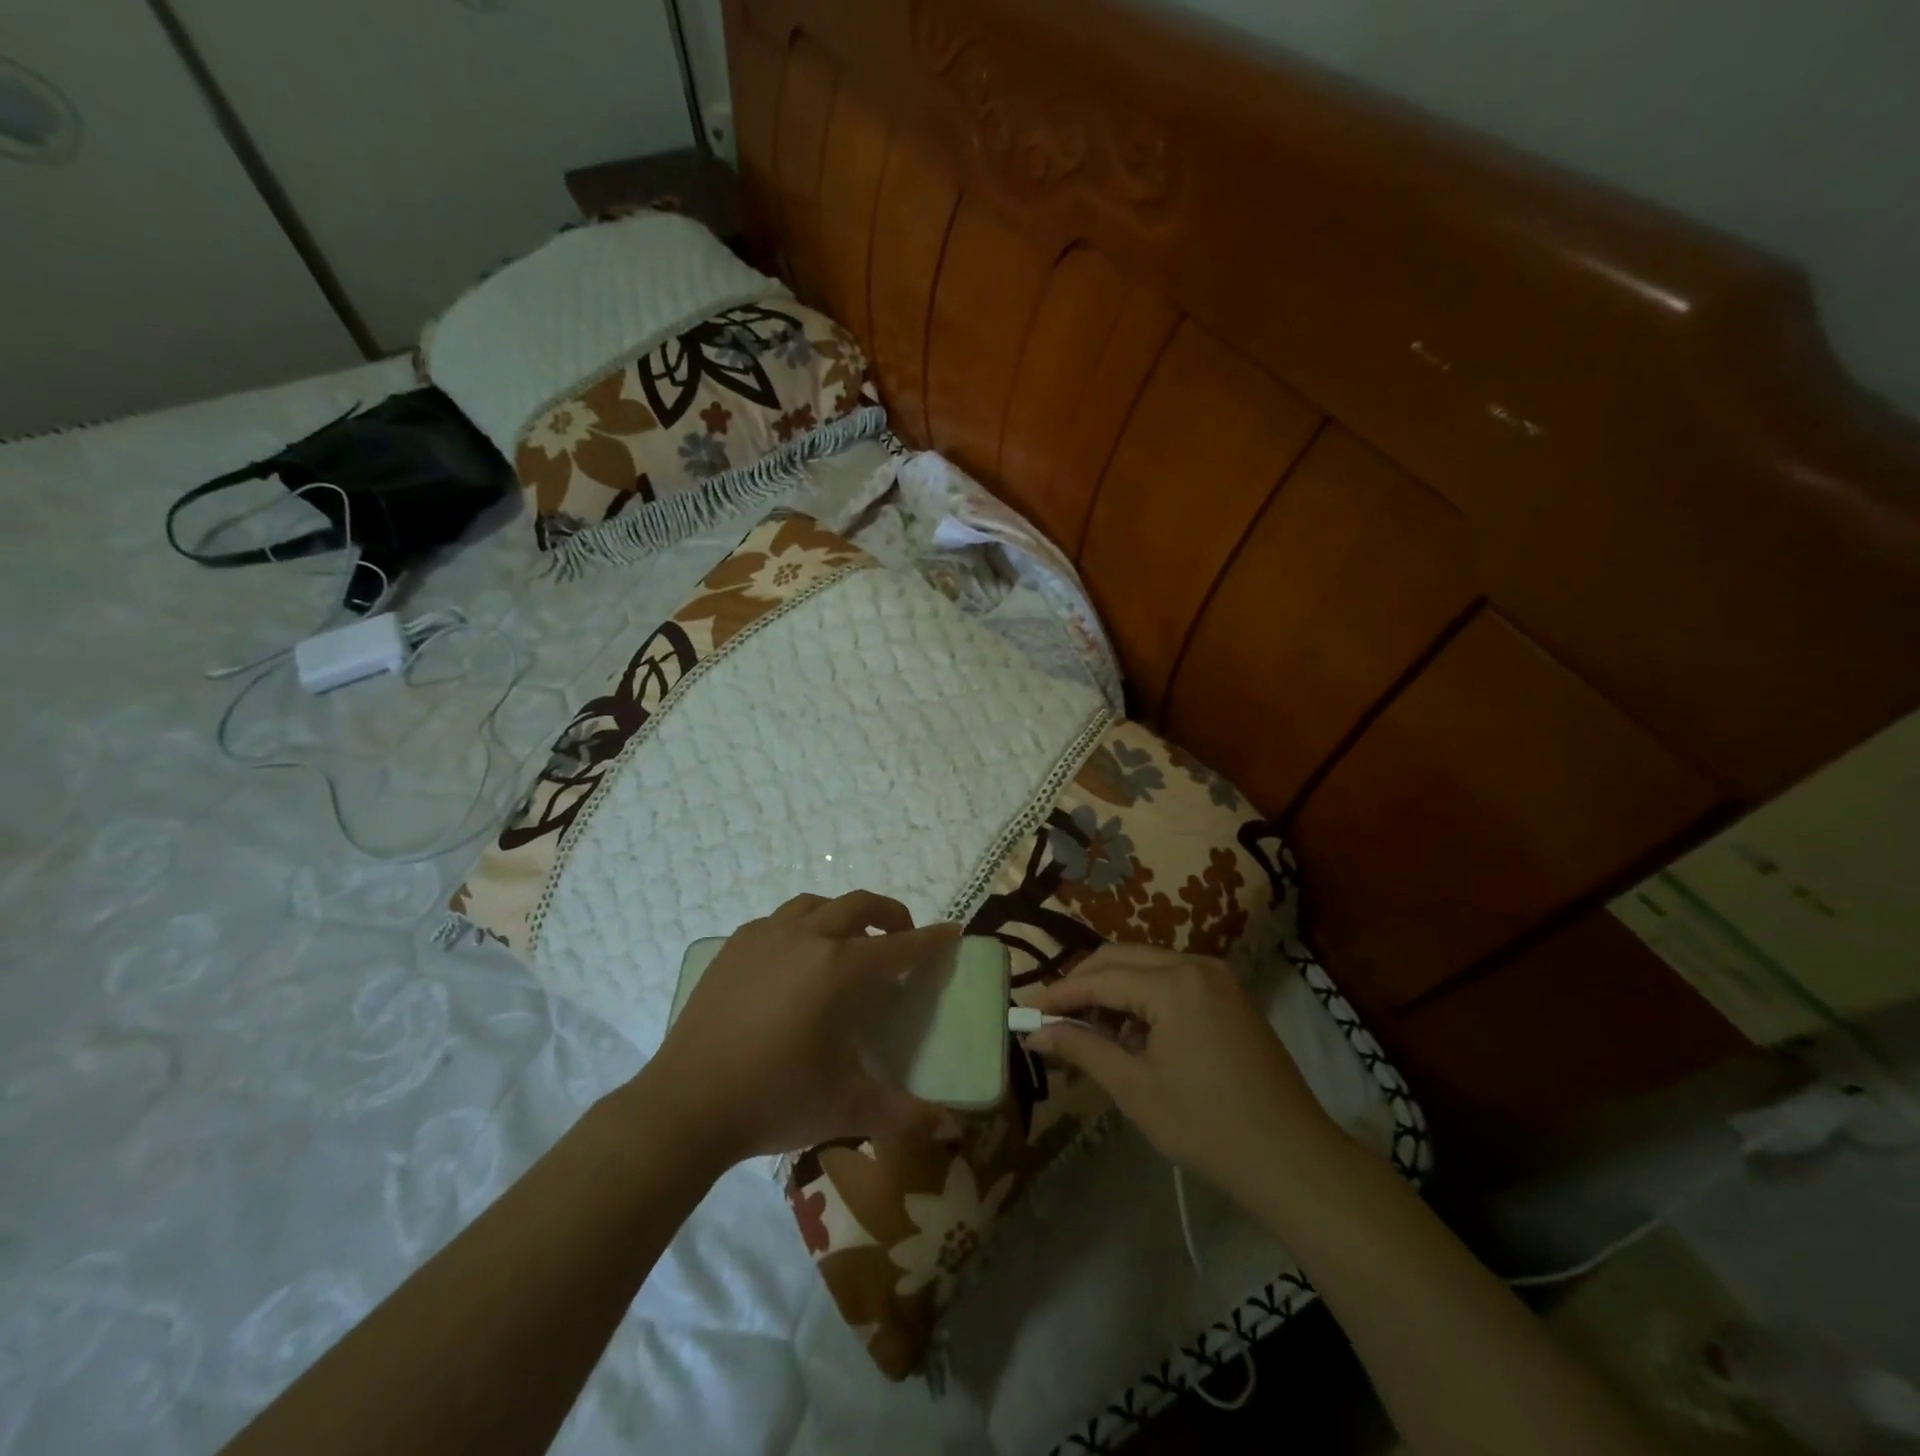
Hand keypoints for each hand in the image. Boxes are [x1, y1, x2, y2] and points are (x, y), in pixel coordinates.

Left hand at [639, 891, 958, 1164]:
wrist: (685, 1106)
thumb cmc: (774, 1100)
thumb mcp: (846, 1108)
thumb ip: (904, 1114)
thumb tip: (951, 1127)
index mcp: (838, 969)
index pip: (899, 946)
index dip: (930, 940)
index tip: (951, 932)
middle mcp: (805, 939)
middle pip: (858, 905)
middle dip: (889, 914)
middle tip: (901, 938)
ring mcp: (764, 937)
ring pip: (815, 905)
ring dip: (842, 915)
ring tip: (848, 944)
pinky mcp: (733, 947)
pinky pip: (778, 921)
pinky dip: (801, 927)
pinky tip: (795, 960)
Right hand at [1027, 944, 1341, 1203]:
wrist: (1293, 1159)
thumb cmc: (1207, 1127)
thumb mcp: (1135, 1089)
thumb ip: (1082, 1049)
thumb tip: (1035, 1032)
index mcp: (1173, 984)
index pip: (1100, 978)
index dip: (1060, 994)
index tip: (1027, 1011)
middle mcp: (1195, 964)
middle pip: (1121, 957)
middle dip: (1084, 983)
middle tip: (1053, 1017)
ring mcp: (1217, 977)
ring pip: (1146, 964)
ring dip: (1113, 988)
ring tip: (1090, 1030)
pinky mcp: (1229, 994)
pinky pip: (1172, 978)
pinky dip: (1143, 995)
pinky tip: (1132, 1033)